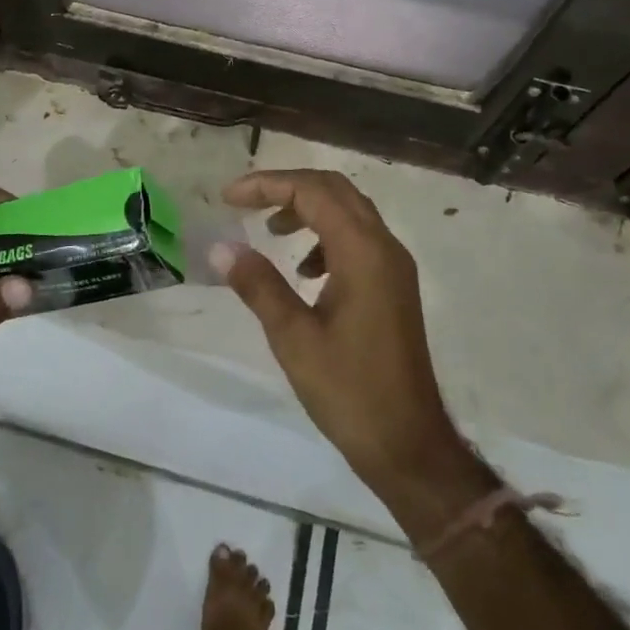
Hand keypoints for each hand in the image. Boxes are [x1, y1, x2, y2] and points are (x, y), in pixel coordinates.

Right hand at [215, 169, 464, 496]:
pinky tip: (303, 270)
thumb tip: (221, 247)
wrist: (408, 444)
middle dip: (287, 187)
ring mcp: (394, 266)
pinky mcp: (393, 286)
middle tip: (245, 202)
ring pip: (348, 211)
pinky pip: (358, 239)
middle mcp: (384, 247)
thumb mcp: (293, 337)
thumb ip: (258, 284)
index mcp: (363, 252)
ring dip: (307, 209)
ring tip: (270, 230)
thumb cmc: (349, 390)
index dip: (267, 185)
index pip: (312, 191)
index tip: (228, 198)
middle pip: (334, 190)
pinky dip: (325, 236)